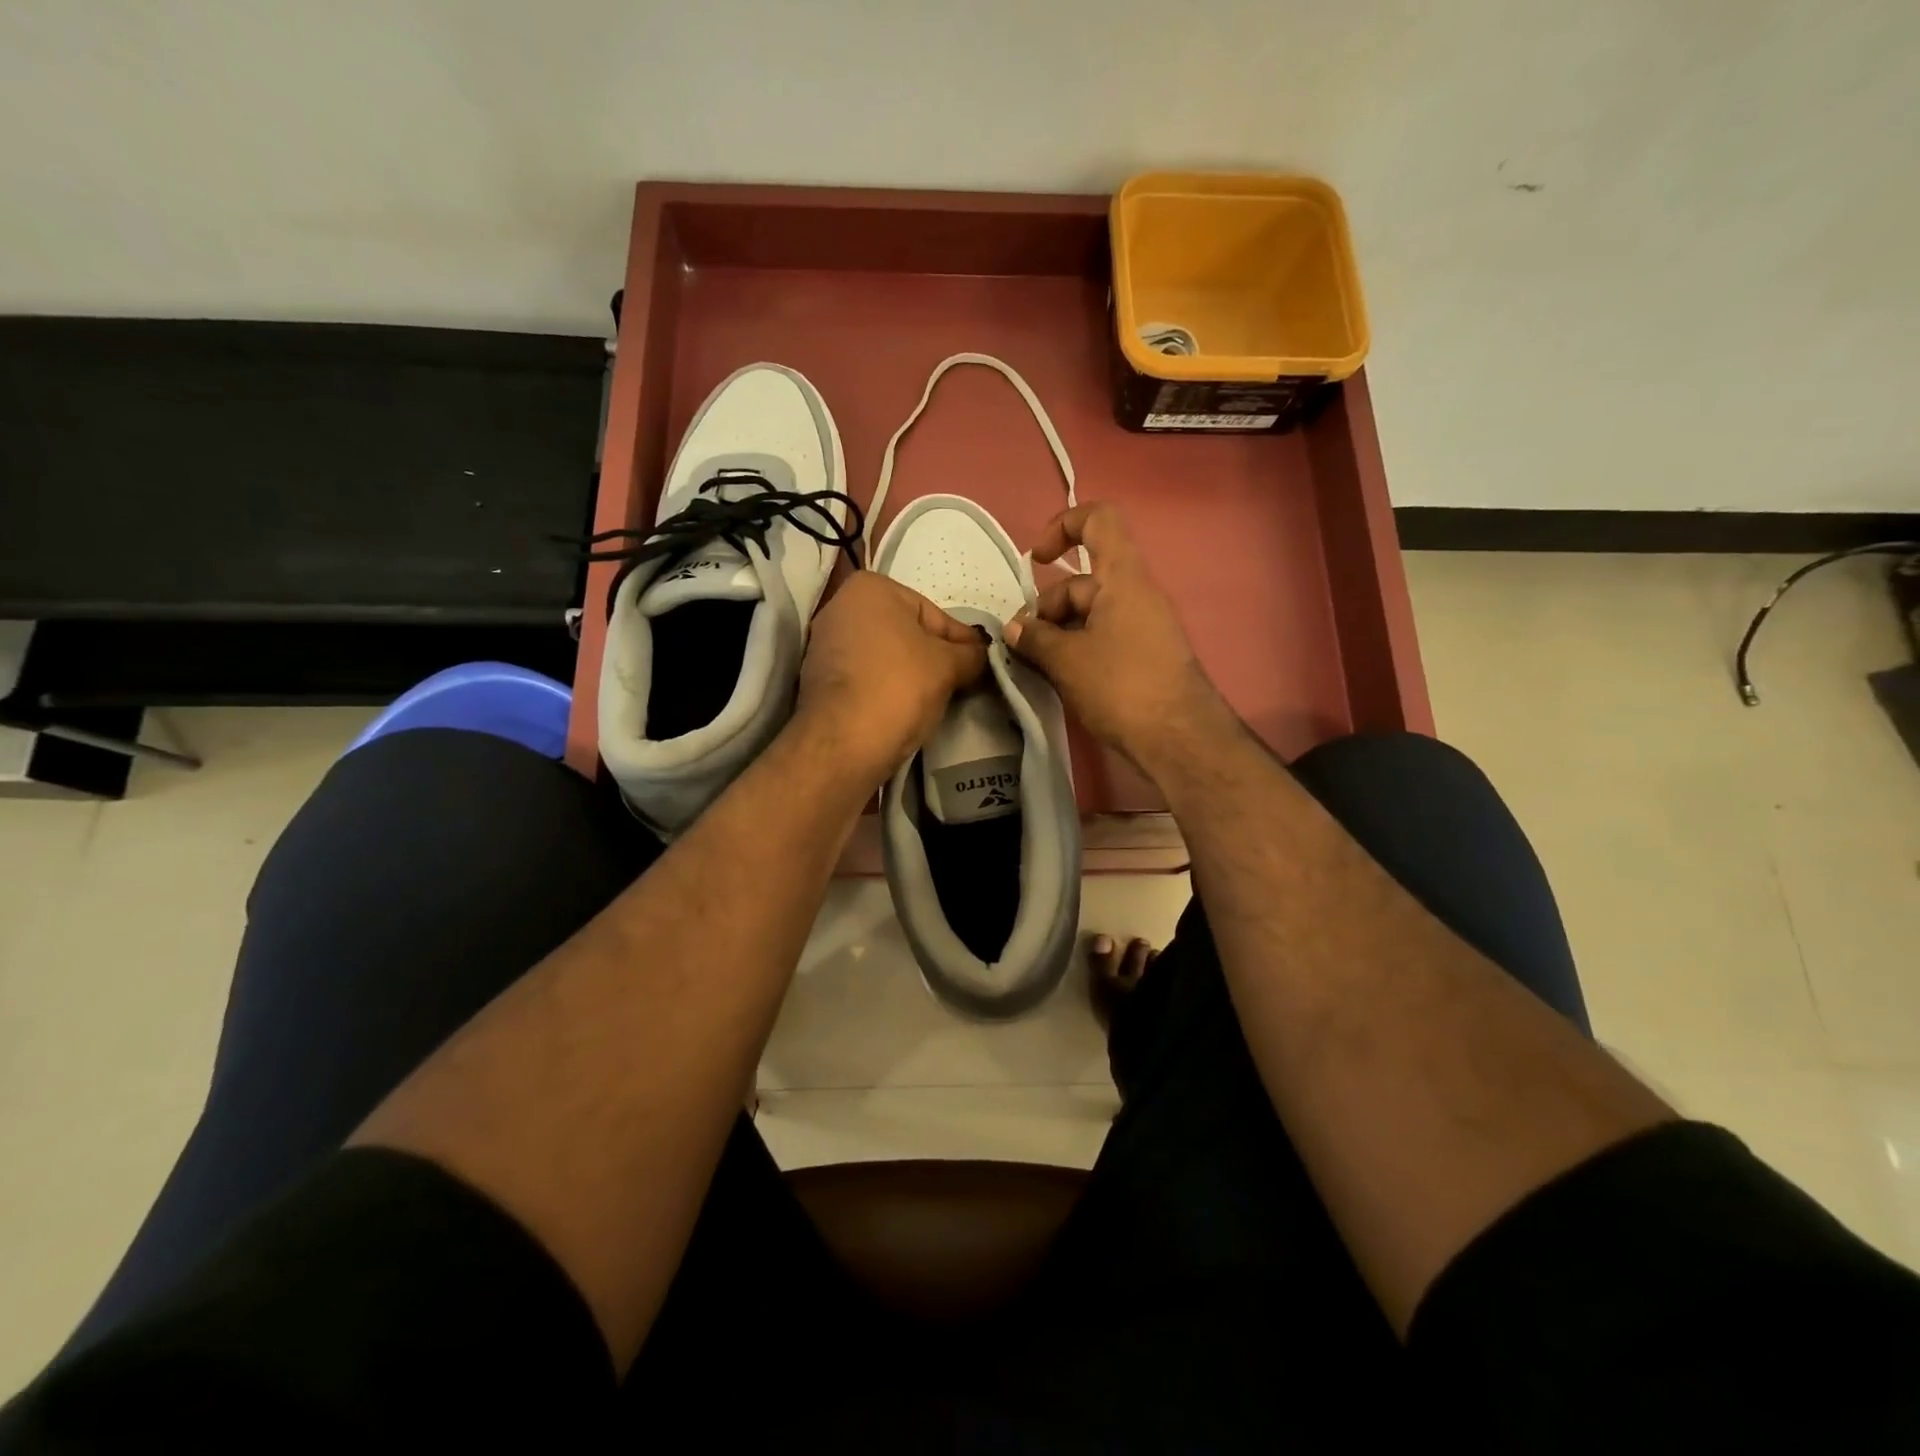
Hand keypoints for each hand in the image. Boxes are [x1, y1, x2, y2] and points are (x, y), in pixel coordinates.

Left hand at [795, 571, 987, 784]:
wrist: (844, 742)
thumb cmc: (899, 687)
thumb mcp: (949, 665)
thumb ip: (972, 654)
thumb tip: (981, 655)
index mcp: (870, 588)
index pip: (934, 614)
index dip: (963, 641)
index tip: (982, 662)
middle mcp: (840, 606)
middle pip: (907, 632)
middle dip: (934, 656)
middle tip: (963, 681)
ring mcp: (824, 644)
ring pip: (886, 656)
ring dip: (911, 673)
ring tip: (937, 698)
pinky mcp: (817, 679)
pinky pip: (866, 677)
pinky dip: (887, 688)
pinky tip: (905, 708)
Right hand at [1004, 503, 1224, 774]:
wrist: (1178, 738)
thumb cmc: (1120, 686)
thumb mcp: (1066, 660)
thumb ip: (1034, 638)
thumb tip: (1013, 628)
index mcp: (1122, 577)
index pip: (1098, 521)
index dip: (1063, 527)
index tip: (1038, 561)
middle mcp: (1136, 594)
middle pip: (1083, 582)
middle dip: (1047, 609)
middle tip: (1022, 645)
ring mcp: (1143, 626)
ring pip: (1090, 615)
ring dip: (1058, 634)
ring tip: (1034, 667)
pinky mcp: (1144, 656)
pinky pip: (1103, 638)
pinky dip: (1078, 650)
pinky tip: (1058, 679)